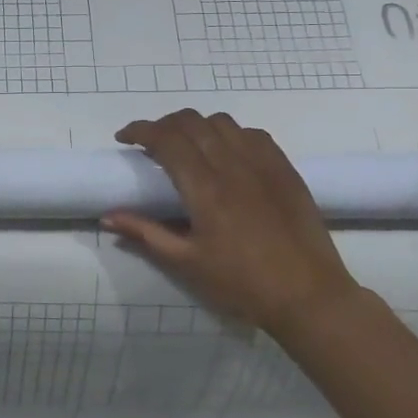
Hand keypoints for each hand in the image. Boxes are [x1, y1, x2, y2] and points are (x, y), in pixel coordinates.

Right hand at [106, 110, 362, 337]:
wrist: (308, 296)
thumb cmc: (242, 284)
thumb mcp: (186, 263)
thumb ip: (145, 233)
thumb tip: (108, 216)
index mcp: (205, 189)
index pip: (166, 139)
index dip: (140, 130)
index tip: (124, 138)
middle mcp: (233, 165)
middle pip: (192, 122)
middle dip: (164, 124)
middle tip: (150, 143)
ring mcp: (263, 163)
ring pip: (222, 122)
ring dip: (196, 126)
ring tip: (187, 146)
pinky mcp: (285, 169)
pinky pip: (252, 134)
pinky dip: (229, 134)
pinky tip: (226, 153)